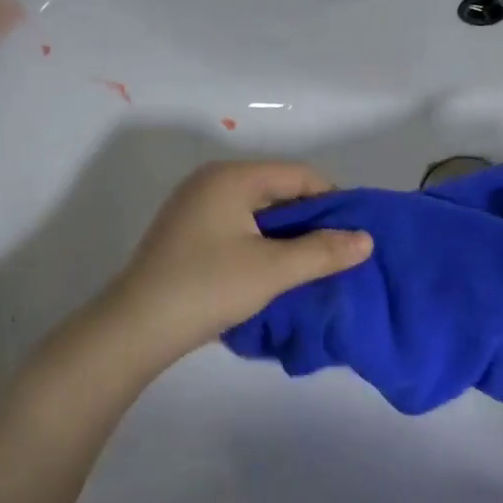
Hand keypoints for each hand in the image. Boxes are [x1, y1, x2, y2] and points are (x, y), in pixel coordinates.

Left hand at [101, 160, 371, 366]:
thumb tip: (367, 239)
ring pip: (259, 212)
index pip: (299, 174)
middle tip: (339, 252)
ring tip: (312, 264)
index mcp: (232, 178)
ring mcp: (195, 208)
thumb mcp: (273, 270)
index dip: (333, 201)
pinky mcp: (187, 234)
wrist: (136, 328)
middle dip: (311, 220)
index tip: (355, 233)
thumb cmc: (207, 288)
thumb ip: (323, 251)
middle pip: (279, 190)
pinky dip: (263, 244)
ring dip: (288, 235)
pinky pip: (239, 228)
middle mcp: (211, 182)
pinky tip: (276, 270)